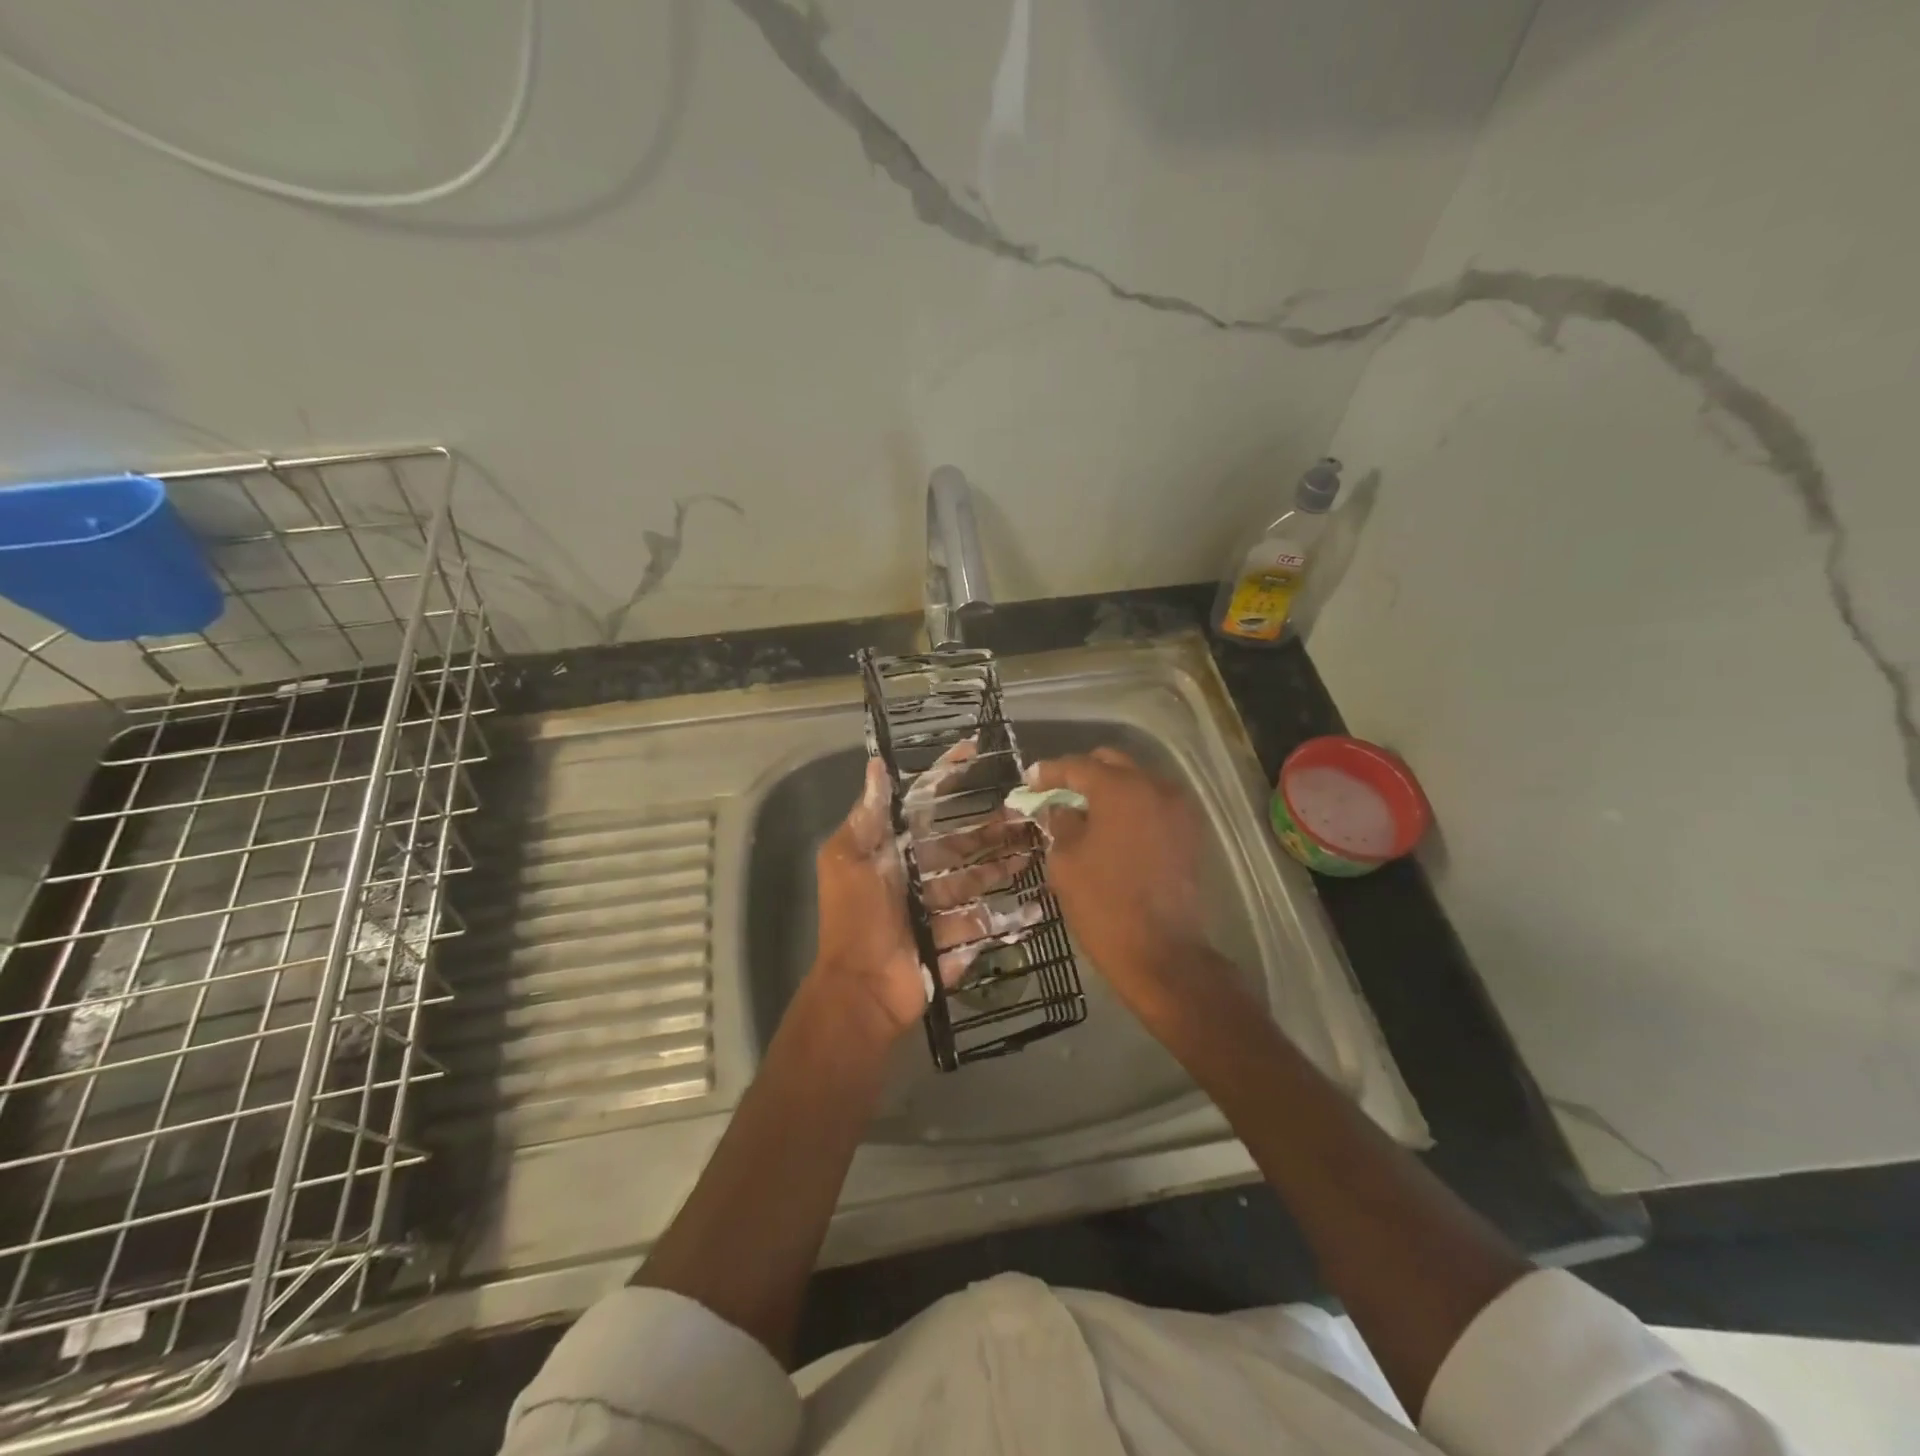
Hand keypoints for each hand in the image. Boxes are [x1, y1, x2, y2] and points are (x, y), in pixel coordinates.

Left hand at [811, 753, 1034, 1038]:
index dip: (947, 777)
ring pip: (977, 880)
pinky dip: (1008, 916)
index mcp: (894, 850)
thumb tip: (876, 765)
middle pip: (962, 844)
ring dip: (1005, 865)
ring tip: (1036, 850)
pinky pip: (984, 923)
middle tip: (1026, 813)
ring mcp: (938, 908)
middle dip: (991, 829)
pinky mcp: (954, 940)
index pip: (924, 805)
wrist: (862, 988)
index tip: (973, 750)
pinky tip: (1036, 903)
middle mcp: (918, 874)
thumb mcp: (849, 860)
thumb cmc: (856, 918)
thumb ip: (868, 817)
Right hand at [1024, 748, 1212, 1023]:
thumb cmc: (1104, 904)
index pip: (1078, 766)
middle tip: (1057, 791)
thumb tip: (1062, 809)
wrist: (1162, 953)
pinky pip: (1154, 805)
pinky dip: (1132, 808)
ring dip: (1110, 790)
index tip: (1029, 780)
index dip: (1049, 772)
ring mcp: (1179, 810)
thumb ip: (1061, 824)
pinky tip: (1112, 828)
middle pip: (1113, 764)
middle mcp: (1155, 787)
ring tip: (1084, 811)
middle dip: (1083, 773)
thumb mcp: (1066, 861)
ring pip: (1137, 782)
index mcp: (1120, 789)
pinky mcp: (1190, 833)